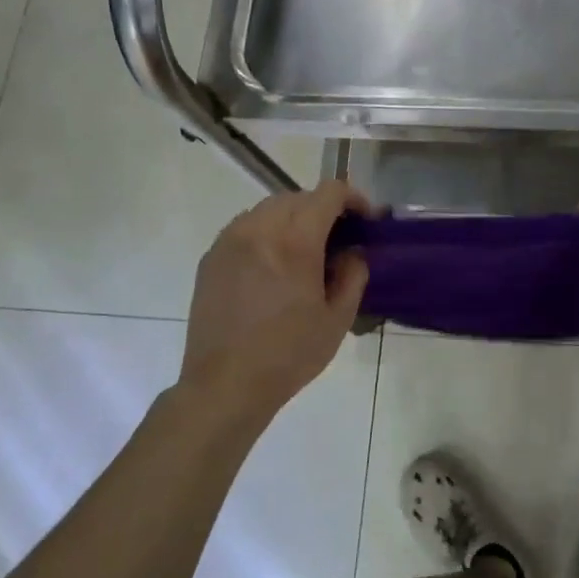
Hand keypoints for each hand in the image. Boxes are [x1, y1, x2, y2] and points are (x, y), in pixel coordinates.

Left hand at [180, 181, 371, 422]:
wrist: (225, 384)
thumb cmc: (289, 354)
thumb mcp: (337, 318)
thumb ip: (352, 274)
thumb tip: (351, 251)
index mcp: (295, 241)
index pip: (329, 193)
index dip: (354, 198)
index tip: (367, 220)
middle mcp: (259, 229)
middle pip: (298, 196)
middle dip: (324, 209)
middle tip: (340, 238)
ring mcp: (230, 241)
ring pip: (269, 208)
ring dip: (294, 218)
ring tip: (306, 250)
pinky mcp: (211, 257)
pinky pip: (245, 228)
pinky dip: (267, 233)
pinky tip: (274, 265)